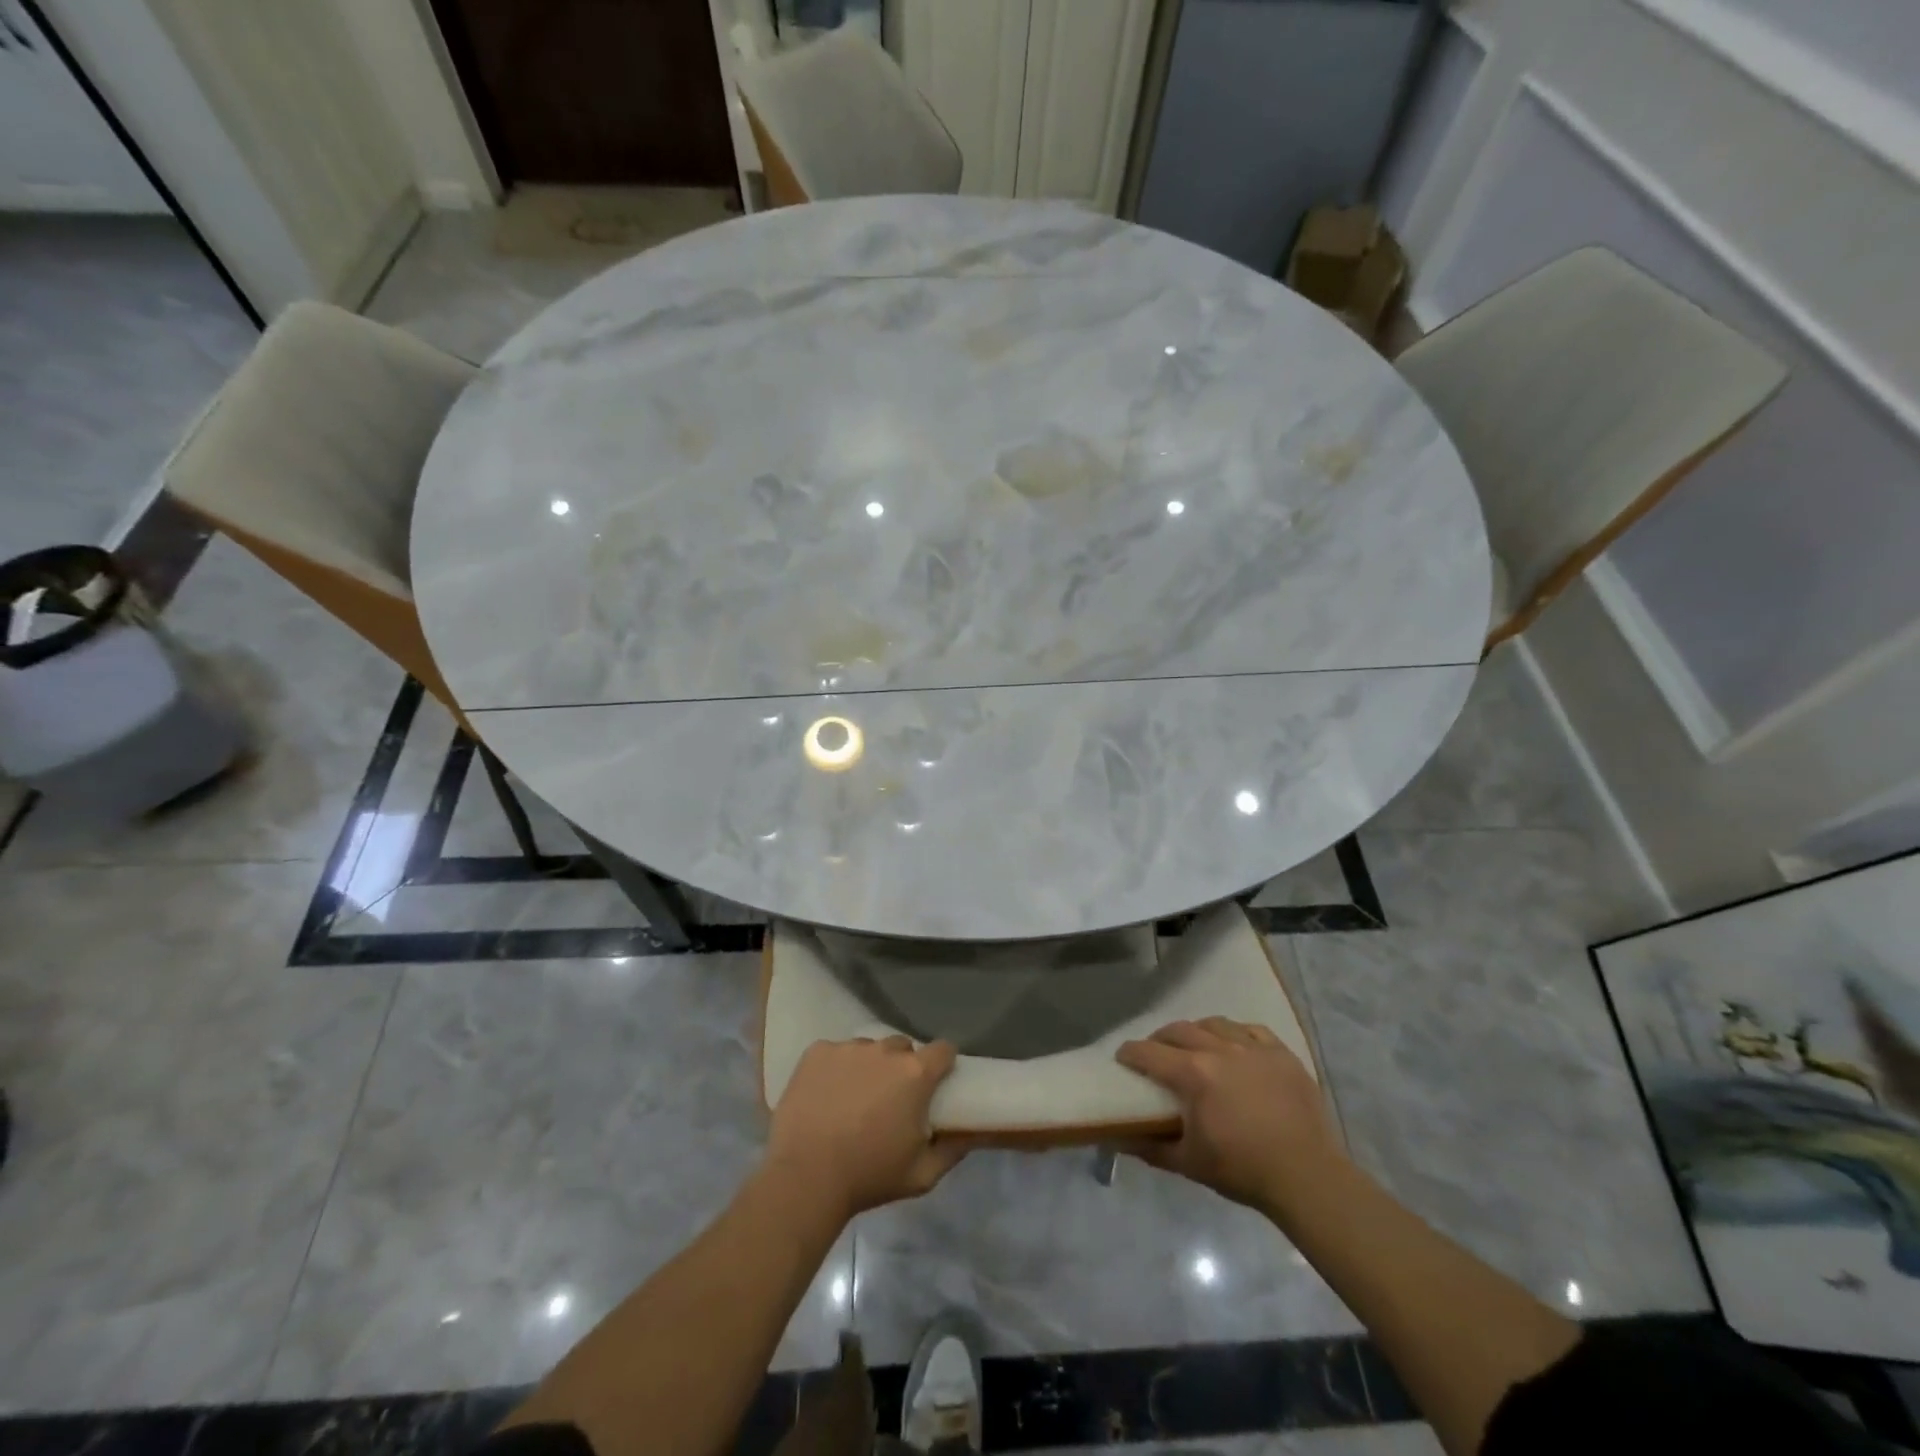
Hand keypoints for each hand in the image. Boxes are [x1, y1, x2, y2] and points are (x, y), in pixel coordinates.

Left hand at [764, 1036, 965, 1223]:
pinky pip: (835, 1053)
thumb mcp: (922, 1175)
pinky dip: (836, 1069)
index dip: (942, 1063)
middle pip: (902, 1047)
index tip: (935, 1081)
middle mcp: (884, 1051)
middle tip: (890, 1099)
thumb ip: (952, 1150)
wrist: (805, 1178)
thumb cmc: (869, 1176)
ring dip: (868, 1067)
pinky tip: (826, 1096)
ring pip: (868, 1049)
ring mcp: (848, 1048)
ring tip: (854, 1100)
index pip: (943, 1049)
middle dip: (902, 1067)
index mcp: (915, 1074)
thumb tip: (969, 1133)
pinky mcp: (817, 1052)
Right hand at [1117, 1017, 1341, 1213]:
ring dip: (1197, 1031)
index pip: (1149, 1053)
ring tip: (1194, 1045)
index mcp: (1193, 1074)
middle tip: (1155, 1053)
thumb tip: (1118, 1138)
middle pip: (1179, 1030)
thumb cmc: (1243, 1170)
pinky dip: (1235, 1033)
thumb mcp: (1189, 1163)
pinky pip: (1251, 1029)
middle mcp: (1219, 1049)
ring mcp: (1253, 1048)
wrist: (1308, 1177)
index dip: (1130, 1053)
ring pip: (1214, 1024)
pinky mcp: (1281, 1053)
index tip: (1122, 1058)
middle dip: (1160, 1039)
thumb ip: (1150, 1147)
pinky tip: (1234, 1045)